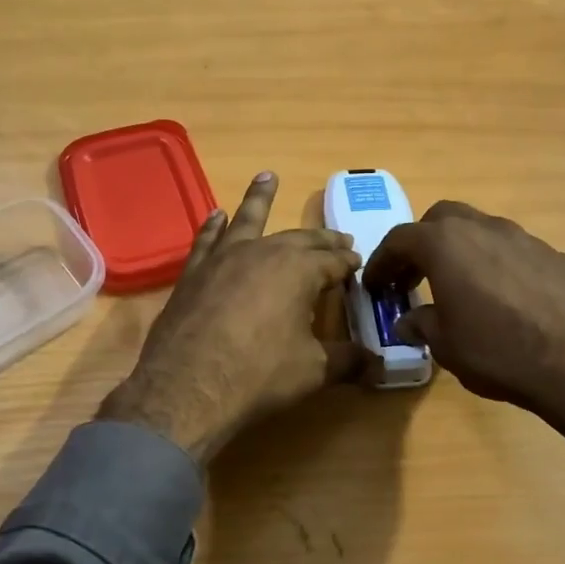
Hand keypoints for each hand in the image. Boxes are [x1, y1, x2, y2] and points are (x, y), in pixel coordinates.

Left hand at [98, 173, 364, 463]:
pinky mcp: (194, 273)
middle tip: (338, 238)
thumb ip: (347, 361)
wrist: (187, 387)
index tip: (357, 263)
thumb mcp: (313, 370)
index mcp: (298, 269)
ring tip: (267, 177)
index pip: (333, 261)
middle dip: (321, 238)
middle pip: (299, 239)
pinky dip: (214, 225)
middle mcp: (262, 252)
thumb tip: (376, 364)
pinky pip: (207, 239)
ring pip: (246, 220)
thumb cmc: (259, 375)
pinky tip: (216, 215)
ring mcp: (223, 258)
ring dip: (259, 198)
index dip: (348, 262)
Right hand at [362, 201, 564, 446]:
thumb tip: (410, 321)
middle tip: (415, 275)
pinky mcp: (561, 257)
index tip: (376, 284)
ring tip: (464, 288)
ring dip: (465, 252)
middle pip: (443, 218)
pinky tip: (510, 303)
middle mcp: (486, 229)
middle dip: (423, 242)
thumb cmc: (500, 353)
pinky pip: (519, 255)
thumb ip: (423, 324)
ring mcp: (528, 239)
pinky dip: (503, 269)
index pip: (400, 239)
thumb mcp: (447, 346)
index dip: (382, 261)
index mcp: (447, 245)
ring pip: (484, 232)